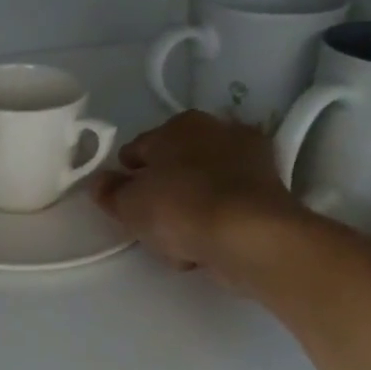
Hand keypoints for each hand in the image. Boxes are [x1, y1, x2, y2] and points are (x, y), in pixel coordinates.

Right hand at [92, 112, 306, 280]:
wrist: (250, 236)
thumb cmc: (180, 208)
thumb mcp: (129, 204)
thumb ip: (109, 193)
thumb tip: (99, 182)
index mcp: (179, 124)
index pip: (138, 148)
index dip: (126, 176)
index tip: (122, 201)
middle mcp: (217, 130)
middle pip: (174, 166)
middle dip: (162, 191)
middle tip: (150, 223)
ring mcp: (249, 159)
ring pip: (201, 189)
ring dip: (190, 210)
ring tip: (179, 242)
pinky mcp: (271, 192)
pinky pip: (226, 208)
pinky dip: (216, 222)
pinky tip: (206, 245)